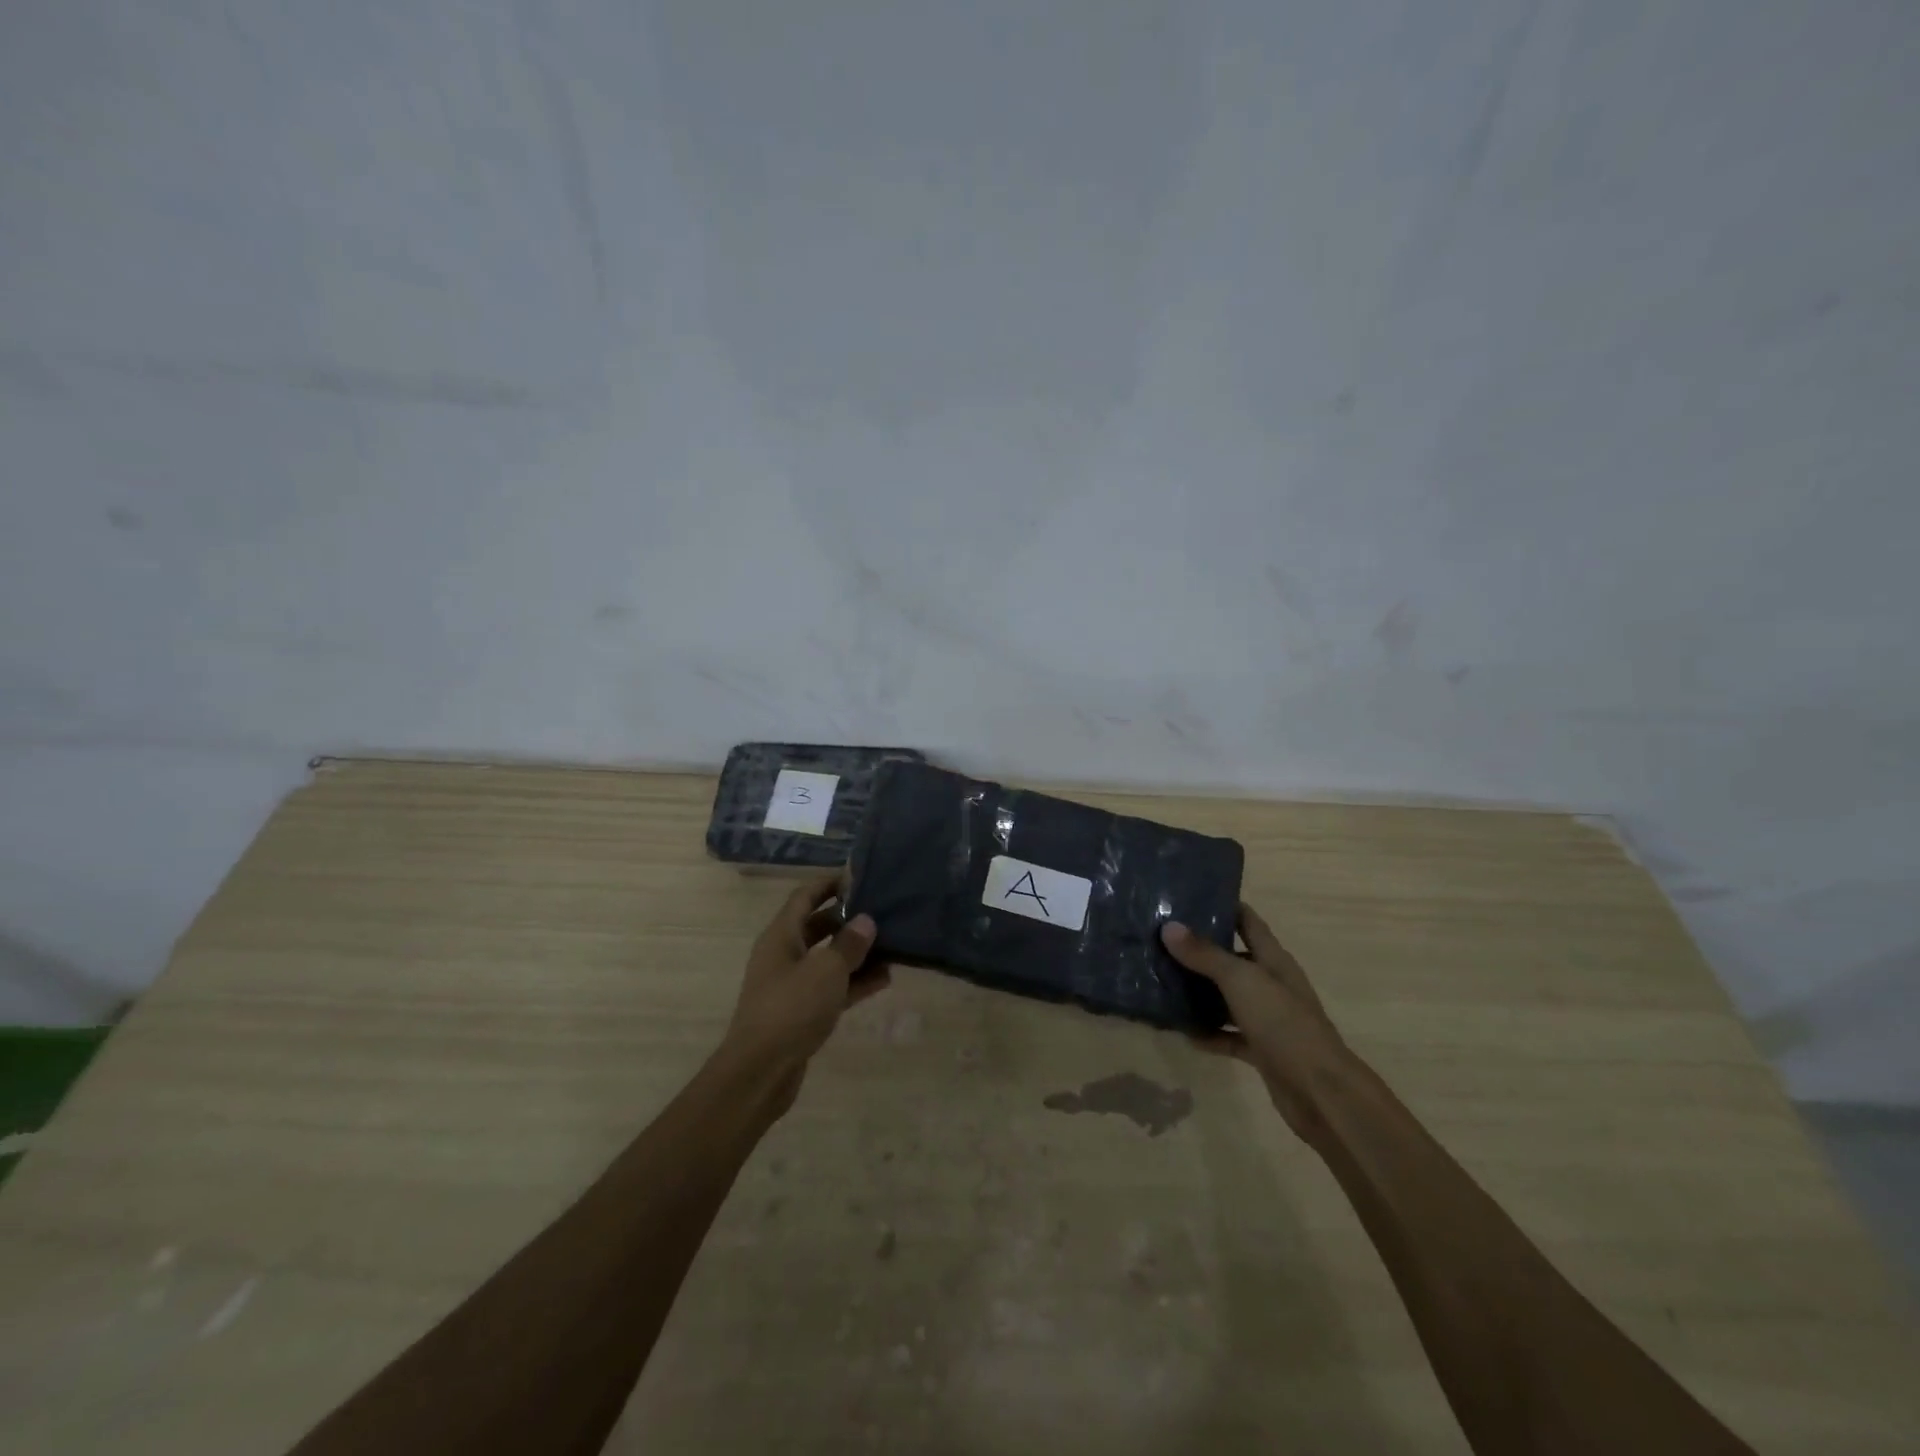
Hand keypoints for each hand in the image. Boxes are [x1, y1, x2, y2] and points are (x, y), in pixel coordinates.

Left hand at [721, 874, 889, 1114]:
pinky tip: (885, 979)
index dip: (829, 883)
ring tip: (891, 943)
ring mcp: (792, 985)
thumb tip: (867, 921)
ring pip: (828, 958)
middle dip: (848, 918)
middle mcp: (784, 955)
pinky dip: (854, 981)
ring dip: (856, 952)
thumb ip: (849, 944)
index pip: (805, 896)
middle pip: (818, 926)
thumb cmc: (791, 1009)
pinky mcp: (802, 1012)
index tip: (859, 875)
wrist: (760, 1072)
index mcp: (781, 935)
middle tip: (882, 909)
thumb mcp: (826, 971)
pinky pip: (832, 987)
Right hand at [1162, 903, 1351, 1141]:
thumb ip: (1205, 955)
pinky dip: (1208, 1034)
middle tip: (1160, 939)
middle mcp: (1271, 984)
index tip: (1187, 896)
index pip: (1248, 921)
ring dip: (1200, 992)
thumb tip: (1169, 927)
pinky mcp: (1261, 1050)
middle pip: (1234, 958)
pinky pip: (1228, 1035)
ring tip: (1162, 981)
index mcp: (1273, 960)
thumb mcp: (1241, 981)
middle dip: (1201, 950)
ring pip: (1228, 998)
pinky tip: (1182, 1032)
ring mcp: (1268, 1019)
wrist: (1320, 1093)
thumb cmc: (1283, 1024)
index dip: (1223, 905)